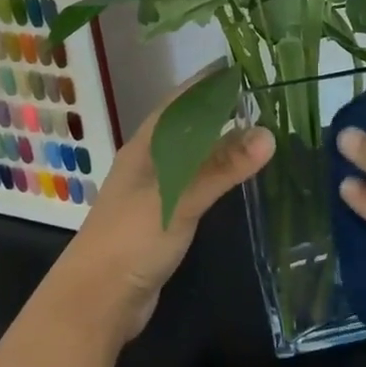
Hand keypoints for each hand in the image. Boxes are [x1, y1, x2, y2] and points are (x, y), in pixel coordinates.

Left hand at [50, 80, 274, 345]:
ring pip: (189, 154)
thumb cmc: (131, 239)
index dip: (206, 82)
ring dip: (216, 140)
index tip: (240, 65)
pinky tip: (233, 175)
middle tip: (259, 95)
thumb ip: (222, 167)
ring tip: (254, 127)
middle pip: (185, 125)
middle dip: (216, 108)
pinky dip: (213, 172)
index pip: (179, 101)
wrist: (96, 301)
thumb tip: (269, 133)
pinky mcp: (160, 218)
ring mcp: (152, 191)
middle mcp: (148, 161)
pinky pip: (192, 182)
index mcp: (145, 146)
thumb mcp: (179, 198)